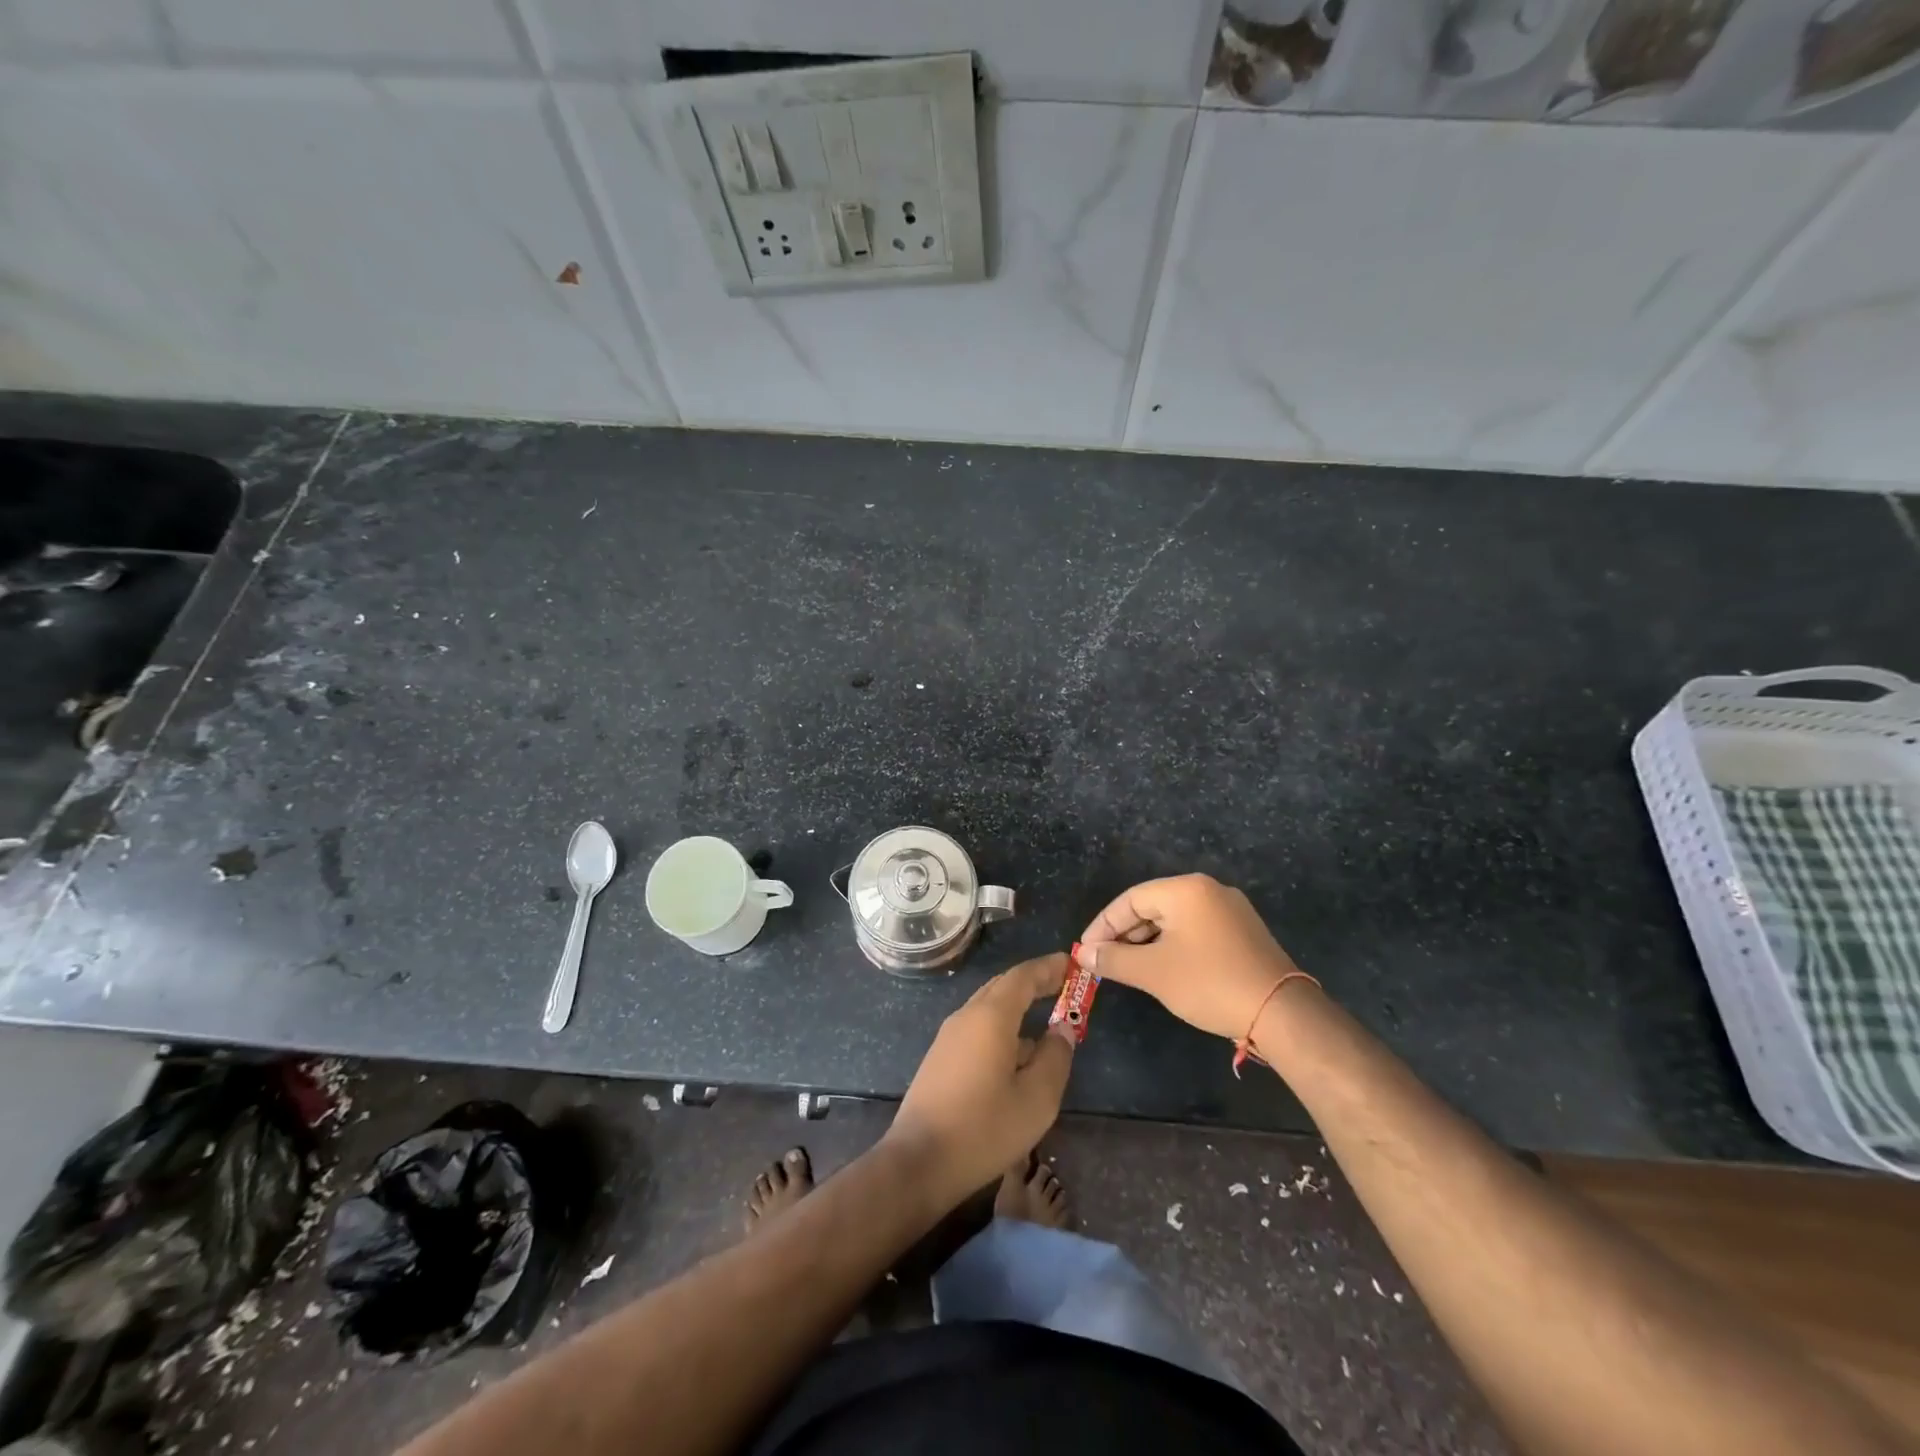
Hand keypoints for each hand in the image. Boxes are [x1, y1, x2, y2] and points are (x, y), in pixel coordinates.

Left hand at [886, 954, 1075, 1209]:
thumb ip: (1055, 1057)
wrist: (920, 1160)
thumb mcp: (1037, 1098)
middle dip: (1034, 982)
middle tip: (1064, 985)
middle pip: (1003, 986)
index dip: (1048, 967)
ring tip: (1047, 1020)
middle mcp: (966, 1016)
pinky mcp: (941, 1058)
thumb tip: (1062, 1029)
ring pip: (989, 1008)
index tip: (1071, 963)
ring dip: (1018, 1006)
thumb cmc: (984, 1128)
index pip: (1022, 976)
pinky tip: (1018, 1055)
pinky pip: (978, 1028)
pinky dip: (1003, 1027)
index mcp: (991, 1016)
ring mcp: (949, 1037)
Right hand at [1079, 874, 1308, 1041]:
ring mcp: (1230, 910)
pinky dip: (1173, 945)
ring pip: (1175, 919)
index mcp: (1185, 889)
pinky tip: (1164, 968)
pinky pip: (1196, 930)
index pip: (1130, 899)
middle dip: (1125, 934)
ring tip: (1130, 968)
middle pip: (1153, 906)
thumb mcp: (1153, 972)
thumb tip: (1083, 954)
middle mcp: (1209, 890)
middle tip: (1105, 961)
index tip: (1085, 950)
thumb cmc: (1209, 984)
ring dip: (1148, 942)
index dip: (1103, 925)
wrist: (1282, 1013)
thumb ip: (1113, 960)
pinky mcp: (1243, 932)